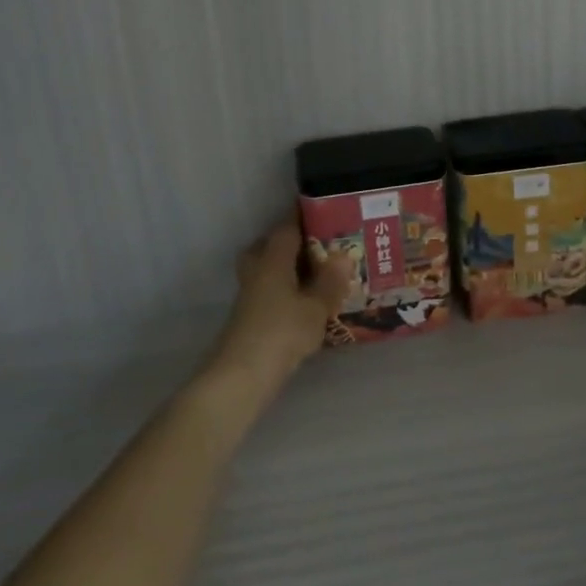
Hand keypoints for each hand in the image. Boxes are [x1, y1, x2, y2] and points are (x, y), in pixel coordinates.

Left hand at [209, 218, 350, 390]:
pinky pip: (269, 292)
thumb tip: (343, 255)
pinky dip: (285, 291)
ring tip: (316, 274)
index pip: (286, 228)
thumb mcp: (315, 307)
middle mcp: (257, 272)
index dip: (302, 217)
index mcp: (272, 261)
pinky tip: (304, 303)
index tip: (321, 209)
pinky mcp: (250, 319)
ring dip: (286, 268)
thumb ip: (330, 282)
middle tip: (316, 244)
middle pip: (267, 247)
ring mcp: (250, 297)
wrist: (242, 375)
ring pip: (266, 271)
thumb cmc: (282, 333)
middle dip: (288, 243)